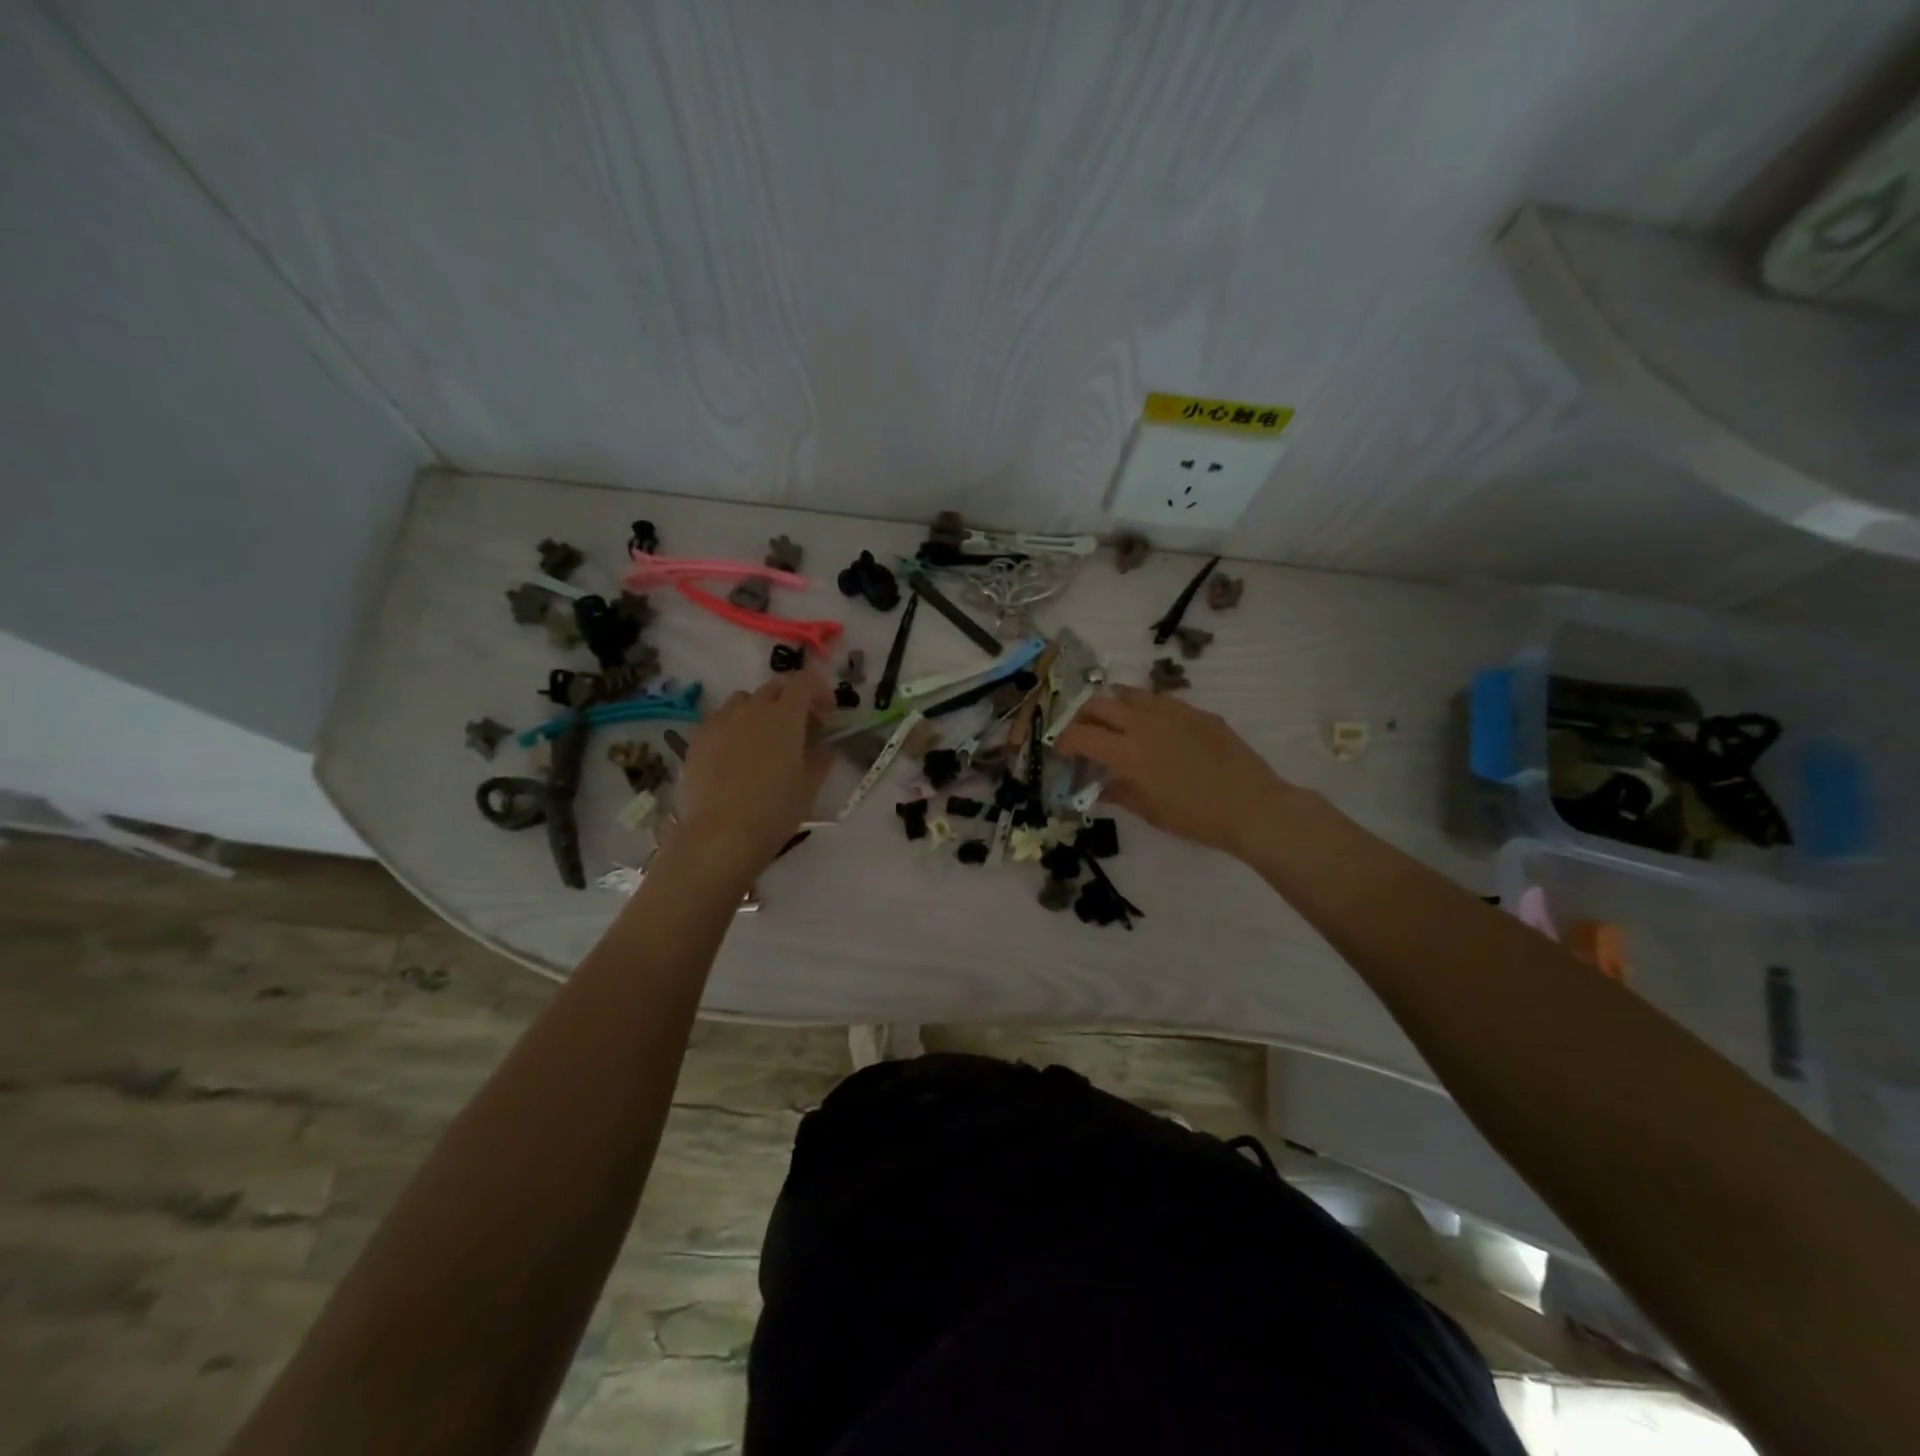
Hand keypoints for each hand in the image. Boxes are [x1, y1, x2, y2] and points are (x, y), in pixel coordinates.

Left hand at [674, 674, 833, 874]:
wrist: (721, 834)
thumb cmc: (775, 810)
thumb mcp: (810, 786)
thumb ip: (821, 758)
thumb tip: (825, 745)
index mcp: (785, 715)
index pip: (805, 681)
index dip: (819, 691)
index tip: (827, 713)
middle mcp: (752, 708)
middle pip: (775, 686)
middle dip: (792, 699)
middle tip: (800, 727)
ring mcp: (721, 720)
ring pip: (745, 700)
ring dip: (761, 710)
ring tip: (764, 739)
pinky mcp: (698, 738)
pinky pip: (720, 719)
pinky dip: (735, 726)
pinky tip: (736, 754)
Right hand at [1054, 686, 1294, 858]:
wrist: (1252, 806)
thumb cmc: (1196, 818)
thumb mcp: (1150, 812)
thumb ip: (1118, 793)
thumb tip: (1098, 786)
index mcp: (1127, 752)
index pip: (1079, 735)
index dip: (1063, 742)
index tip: (1061, 752)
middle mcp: (1144, 723)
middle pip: (1097, 704)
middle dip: (1081, 718)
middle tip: (1083, 736)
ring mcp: (1172, 711)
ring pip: (1128, 693)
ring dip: (1111, 706)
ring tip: (1113, 724)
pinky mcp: (1196, 711)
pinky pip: (1159, 699)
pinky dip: (1143, 708)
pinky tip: (1151, 727)